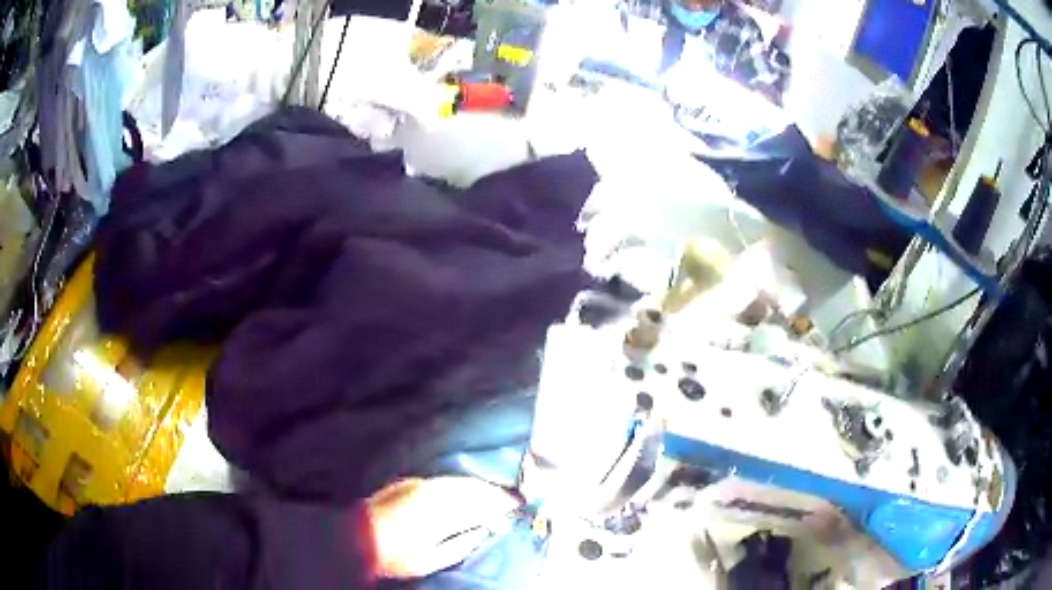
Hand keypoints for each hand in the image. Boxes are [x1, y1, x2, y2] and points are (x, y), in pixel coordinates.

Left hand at [366, 477, 520, 578]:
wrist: (356, 538)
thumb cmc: (394, 556)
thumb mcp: (431, 559)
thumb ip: (461, 543)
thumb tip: (485, 531)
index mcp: (440, 512)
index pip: (480, 504)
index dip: (501, 505)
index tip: (517, 507)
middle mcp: (431, 492)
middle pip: (472, 487)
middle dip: (494, 492)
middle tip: (512, 500)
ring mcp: (419, 484)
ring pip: (458, 481)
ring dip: (479, 486)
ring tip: (495, 494)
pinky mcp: (409, 482)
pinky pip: (444, 479)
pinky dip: (461, 484)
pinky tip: (467, 490)